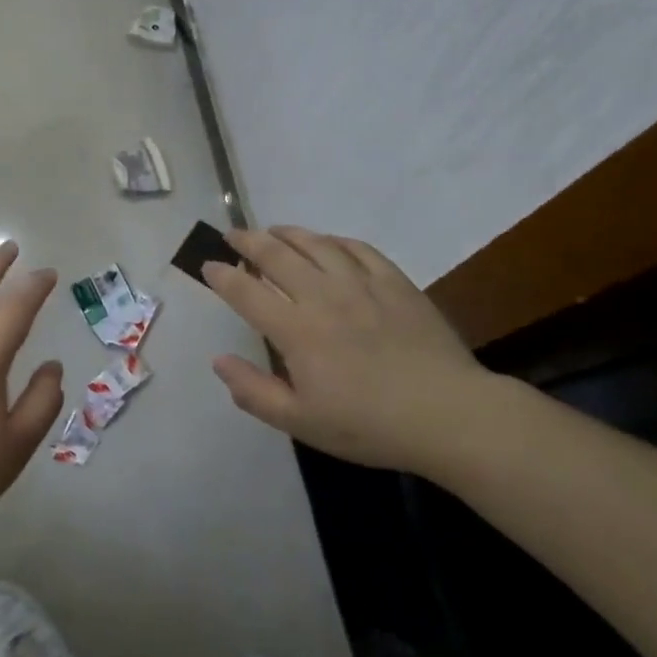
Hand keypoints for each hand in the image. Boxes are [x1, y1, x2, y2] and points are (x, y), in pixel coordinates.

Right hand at [204, 226, 506, 473]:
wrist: (448, 414)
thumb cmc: (369, 425)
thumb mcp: (301, 422)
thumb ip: (254, 391)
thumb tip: (219, 360)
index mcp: (295, 330)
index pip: (246, 292)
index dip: (222, 275)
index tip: (208, 265)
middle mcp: (322, 296)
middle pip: (275, 255)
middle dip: (248, 241)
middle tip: (233, 235)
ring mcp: (361, 283)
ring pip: (315, 244)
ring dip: (287, 233)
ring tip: (273, 231)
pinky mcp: (394, 282)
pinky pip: (357, 248)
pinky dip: (334, 240)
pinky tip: (328, 243)